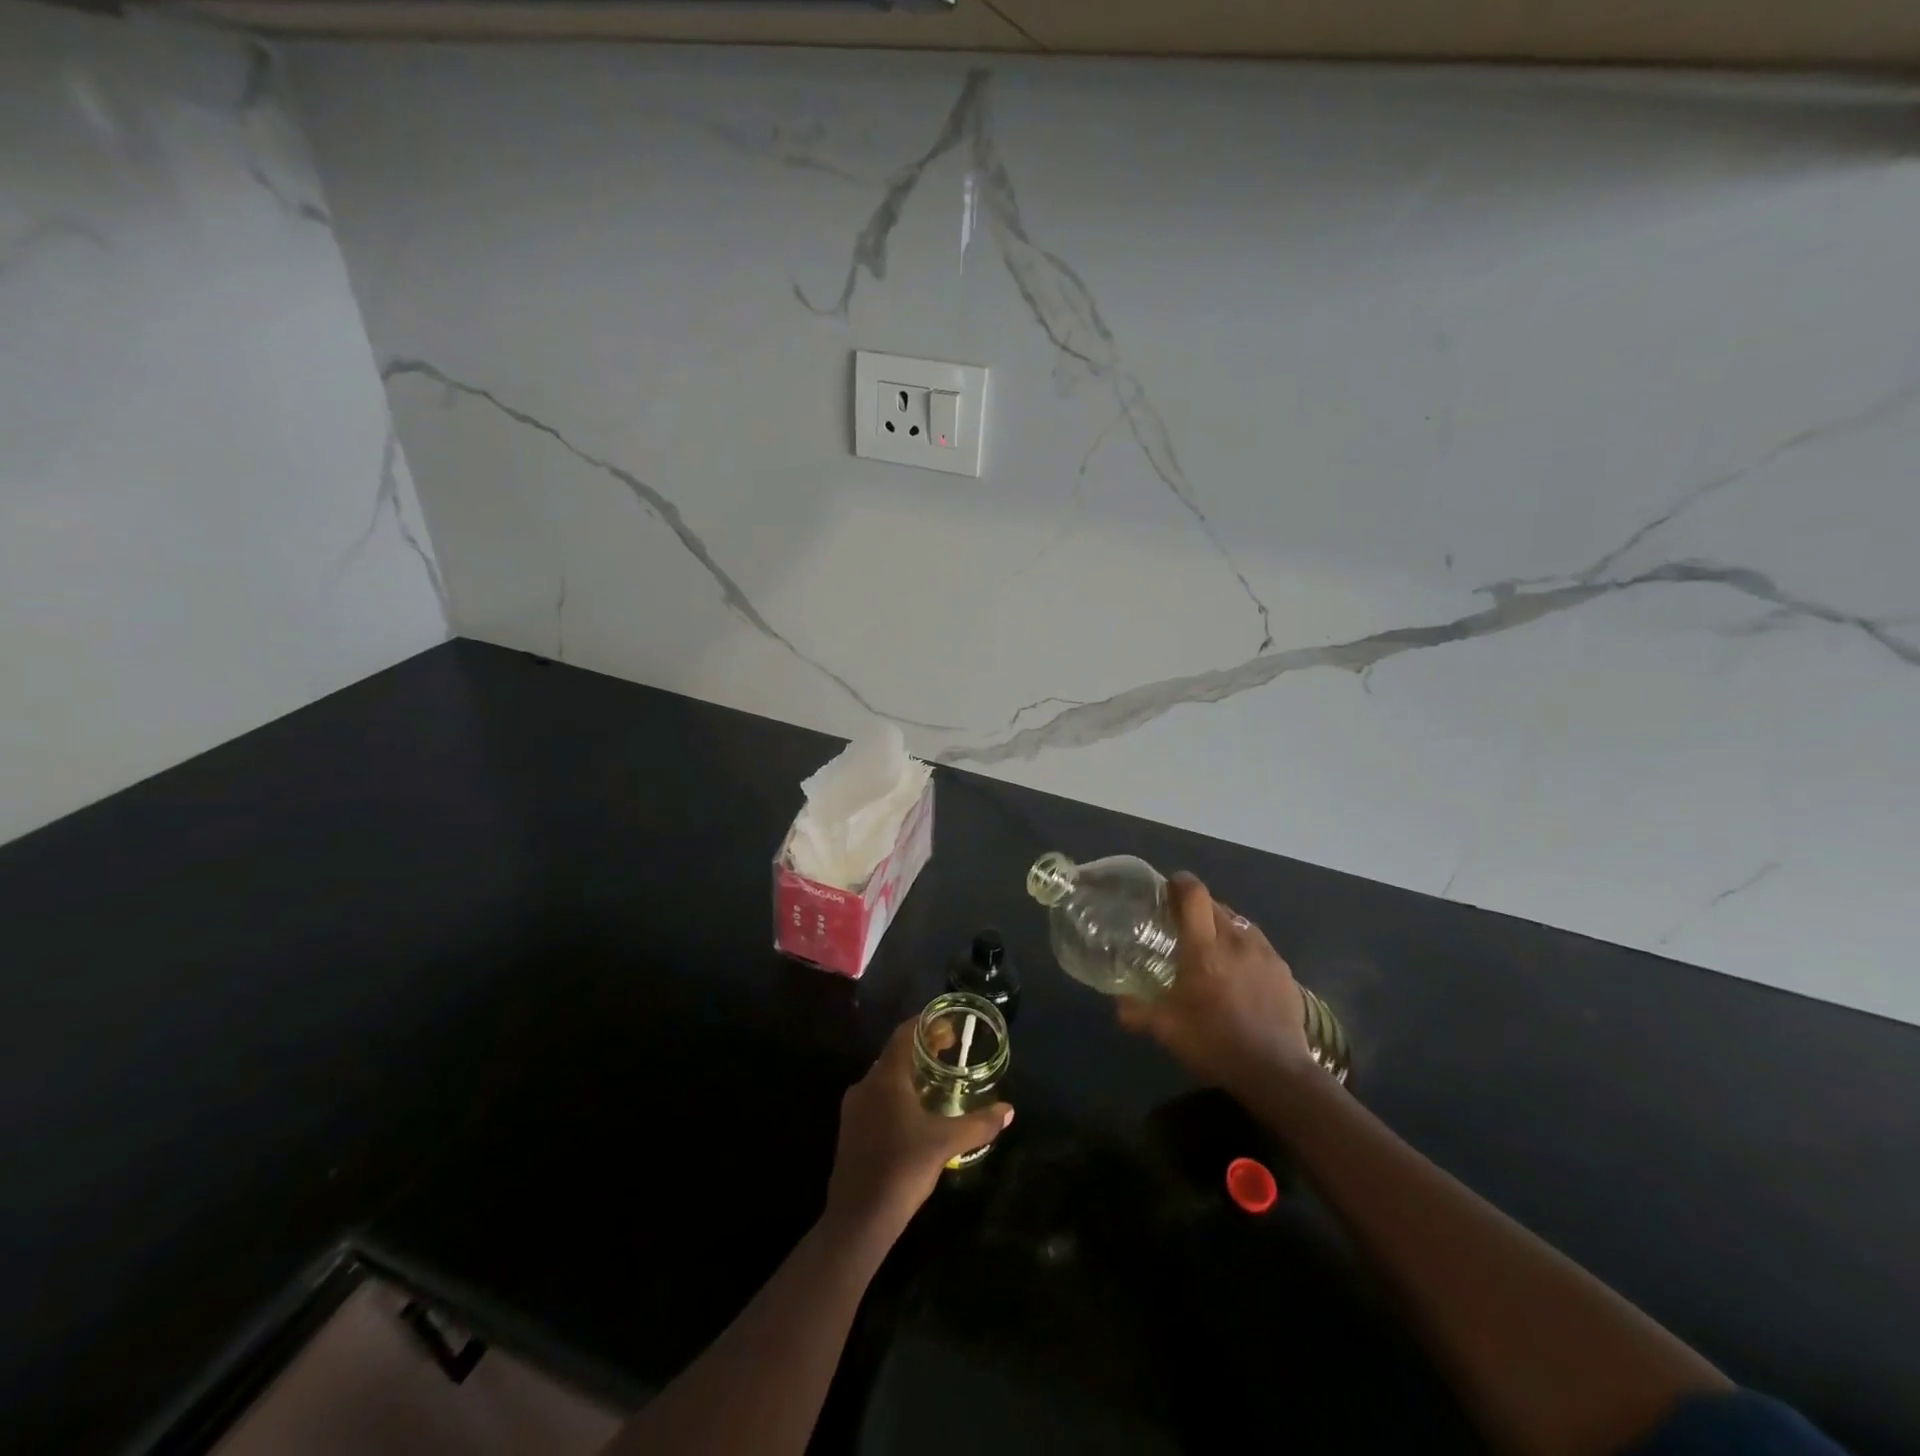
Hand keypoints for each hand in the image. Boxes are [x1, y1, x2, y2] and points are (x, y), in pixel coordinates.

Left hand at [824, 1019, 1013, 1239]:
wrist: (857, 1220)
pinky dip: (898, 1095)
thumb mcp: (945, 1144)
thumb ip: (978, 1124)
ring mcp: (854, 1109)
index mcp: (885, 1078)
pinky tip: (916, 1116)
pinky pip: (877, 1099)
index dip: (926, 1025)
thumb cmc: (902, 1169)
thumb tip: (1008, 1110)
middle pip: (895, 1055)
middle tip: (950, 1052)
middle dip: (922, 1050)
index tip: (950, 1026)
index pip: (904, 1034)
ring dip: (910, 1074)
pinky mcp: (851, 1132)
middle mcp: (865, 1085)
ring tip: (937, 1083)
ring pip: (884, 1079)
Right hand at [1118, 872, 1315, 1092]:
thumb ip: (1138, 1011)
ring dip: (1222, 926)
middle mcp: (1236, 940)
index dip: (1180, 883)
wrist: (1277, 1073)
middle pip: (1215, 904)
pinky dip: (1244, 947)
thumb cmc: (1215, 1043)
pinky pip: (1258, 945)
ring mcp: (1265, 953)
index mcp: (1204, 948)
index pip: (1194, 894)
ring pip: (1239, 923)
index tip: (1168, 888)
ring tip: (1212, 947)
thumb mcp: (1167, 1030)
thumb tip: (1118, 1004)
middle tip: (1182, 926)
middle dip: (1197, 907)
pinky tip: (1240, 972)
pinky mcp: (1284, 970)